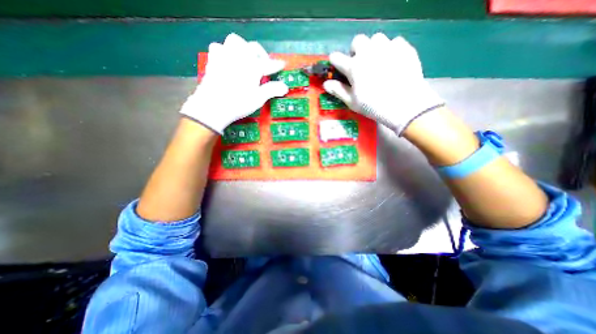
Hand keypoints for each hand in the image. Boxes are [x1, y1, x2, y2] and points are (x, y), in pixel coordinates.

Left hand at [181, 32, 289, 132]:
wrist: (212, 106)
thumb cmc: (238, 103)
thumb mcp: (258, 99)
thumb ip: (272, 90)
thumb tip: (285, 87)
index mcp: (252, 66)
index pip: (268, 63)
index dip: (276, 65)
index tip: (282, 64)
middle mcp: (239, 57)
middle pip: (252, 47)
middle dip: (260, 54)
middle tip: (263, 64)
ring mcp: (224, 56)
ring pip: (235, 42)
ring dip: (243, 48)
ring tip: (246, 60)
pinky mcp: (213, 61)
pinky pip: (219, 47)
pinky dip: (226, 51)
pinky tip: (228, 61)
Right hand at [324, 32, 444, 134]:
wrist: (404, 104)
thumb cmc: (373, 106)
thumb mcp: (352, 102)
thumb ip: (338, 91)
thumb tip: (326, 84)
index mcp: (353, 67)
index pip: (337, 57)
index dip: (335, 61)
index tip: (337, 66)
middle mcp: (368, 52)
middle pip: (358, 41)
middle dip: (355, 50)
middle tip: (359, 63)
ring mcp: (387, 48)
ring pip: (376, 38)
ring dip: (372, 47)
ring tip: (376, 61)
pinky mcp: (404, 48)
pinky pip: (394, 42)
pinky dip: (390, 50)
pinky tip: (392, 62)